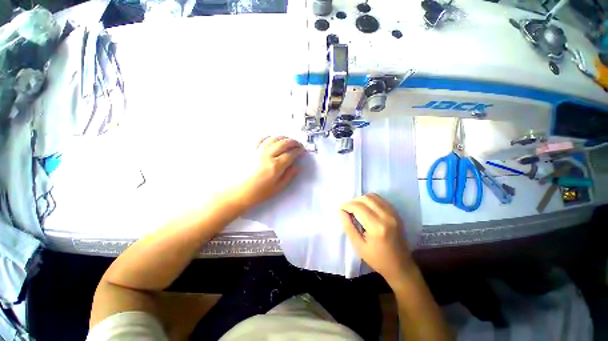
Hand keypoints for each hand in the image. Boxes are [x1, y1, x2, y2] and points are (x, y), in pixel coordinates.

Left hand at [231, 136, 305, 207]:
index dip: (298, 151)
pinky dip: (269, 137)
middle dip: (293, 142)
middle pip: (283, 143)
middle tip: (298, 144)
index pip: (291, 154)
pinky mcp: (250, 150)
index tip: (302, 151)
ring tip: (288, 140)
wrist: (236, 193)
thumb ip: (288, 176)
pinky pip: (261, 139)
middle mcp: (268, 155)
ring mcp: (258, 151)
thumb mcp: (277, 188)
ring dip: (283, 137)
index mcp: (276, 166)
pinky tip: (272, 139)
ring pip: (273, 139)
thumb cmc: (258, 193)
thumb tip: (297, 167)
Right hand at [340, 194, 414, 285]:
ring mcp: (393, 214)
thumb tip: (340, 211)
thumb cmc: (377, 259)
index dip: (346, 205)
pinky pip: (381, 199)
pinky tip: (366, 208)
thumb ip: (348, 227)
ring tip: (356, 208)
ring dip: (361, 199)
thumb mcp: (358, 246)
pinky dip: (370, 200)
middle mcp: (386, 216)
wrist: (401, 266)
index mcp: (377, 227)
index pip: (358, 207)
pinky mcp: (396, 213)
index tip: (340, 209)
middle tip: (347, 209)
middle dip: (353, 201)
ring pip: (373, 196)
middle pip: (366, 198)